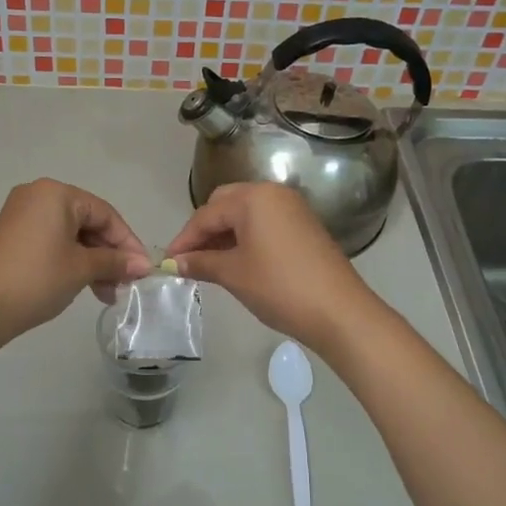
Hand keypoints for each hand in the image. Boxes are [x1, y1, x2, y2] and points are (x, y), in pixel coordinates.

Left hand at [0, 179, 150, 345]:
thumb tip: (143, 265)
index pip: (105, 213)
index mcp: (56, 193)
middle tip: (125, 284)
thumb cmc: (36, 279)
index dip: (128, 242)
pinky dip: (71, 261)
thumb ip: (115, 262)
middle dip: (109, 255)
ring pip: (70, 235)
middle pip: (88, 223)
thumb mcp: (81, 269)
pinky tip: (85, 287)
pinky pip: (52, 242)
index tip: (143, 269)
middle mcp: (37, 196)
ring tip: (107, 294)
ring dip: (92, 262)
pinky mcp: (12, 236)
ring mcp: (21, 215)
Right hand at [164, 182, 384, 353]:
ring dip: (224, 235)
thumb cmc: (279, 287)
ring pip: (246, 214)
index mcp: (253, 197)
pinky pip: (264, 223)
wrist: (338, 311)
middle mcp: (273, 193)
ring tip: (208, 265)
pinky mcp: (304, 226)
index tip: (167, 262)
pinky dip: (245, 238)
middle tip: (189, 259)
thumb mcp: (233, 274)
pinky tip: (236, 262)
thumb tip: (175, 262)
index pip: (206, 214)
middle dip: (204, 230)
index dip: (184, 239)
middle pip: (226, 204)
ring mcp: (292, 208)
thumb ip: (200, 262)